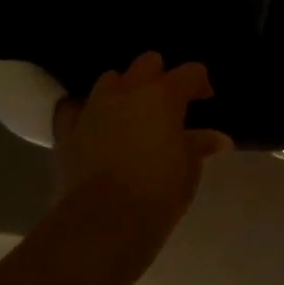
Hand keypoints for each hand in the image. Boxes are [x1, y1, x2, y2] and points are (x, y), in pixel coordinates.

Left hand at [52, 53, 231, 232]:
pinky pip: (73, 109)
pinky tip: (94, 124)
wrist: (105, 221)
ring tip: (133, 111)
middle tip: (170, 101)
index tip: (206, 101)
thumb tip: (217, 140)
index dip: (201, 83)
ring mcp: (93, 110)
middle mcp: (127, 93)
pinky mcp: (67, 133)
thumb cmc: (160, 188)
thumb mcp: (190, 165)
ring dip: (124, 89)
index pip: (190, 72)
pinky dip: (85, 112)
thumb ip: (200, 144)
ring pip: (109, 80)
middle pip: (146, 63)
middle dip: (160, 76)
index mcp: (164, 95)